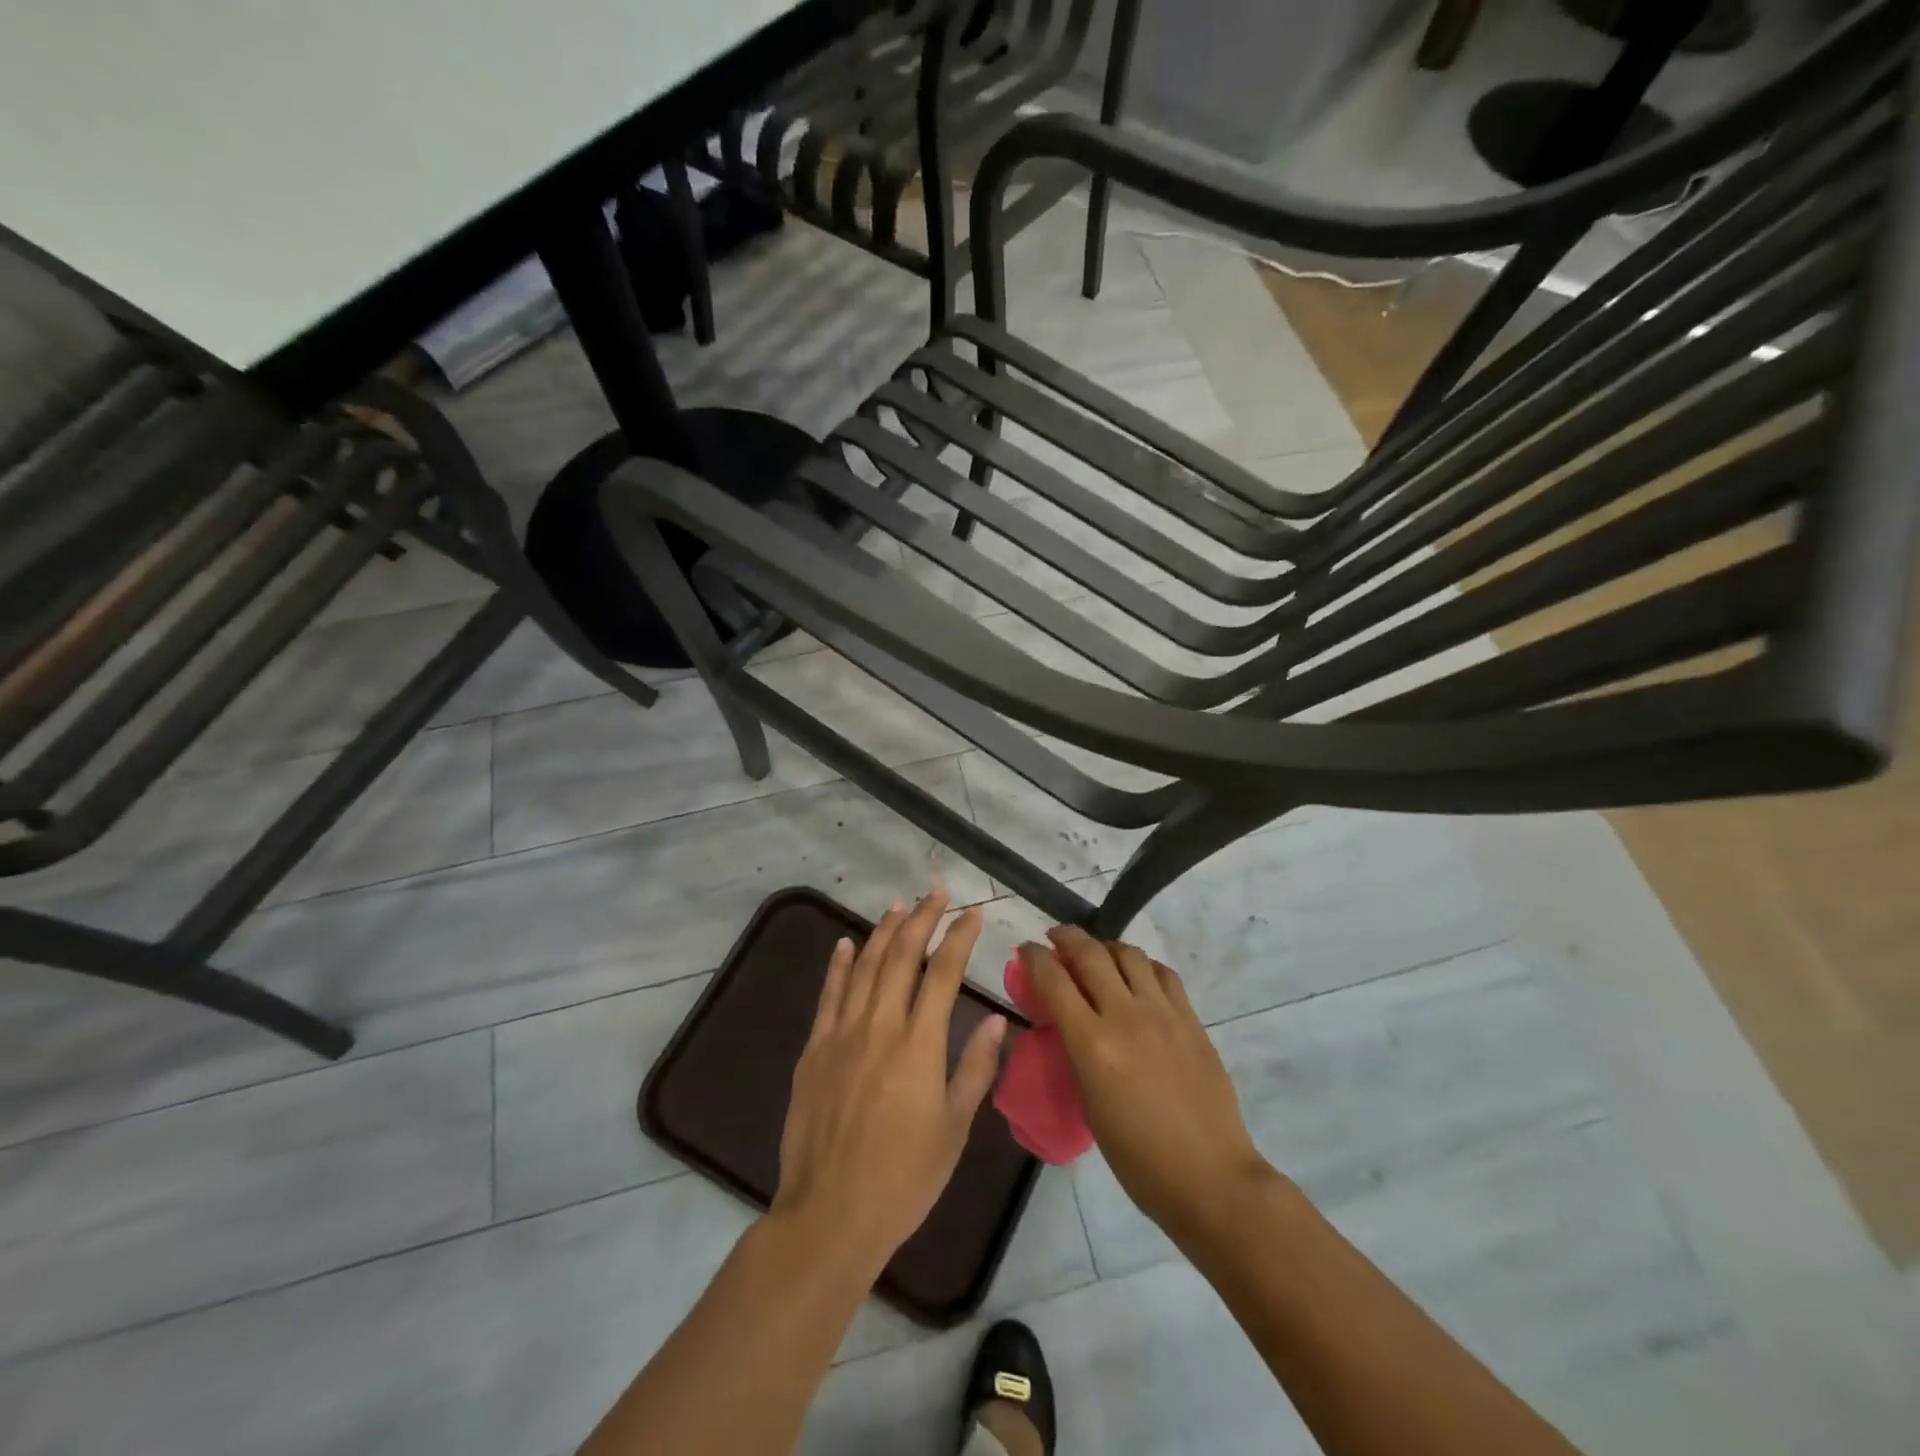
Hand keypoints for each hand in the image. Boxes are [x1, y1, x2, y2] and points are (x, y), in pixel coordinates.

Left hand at [772, 892, 1006, 1272]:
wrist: (830, 1214)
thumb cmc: (904, 1178)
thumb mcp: (954, 1128)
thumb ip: (975, 1067)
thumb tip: (996, 1017)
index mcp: (919, 1046)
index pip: (943, 974)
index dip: (959, 938)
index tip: (972, 913)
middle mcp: (879, 1026)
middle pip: (901, 957)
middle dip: (922, 919)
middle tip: (936, 892)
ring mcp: (841, 1034)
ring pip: (864, 967)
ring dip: (883, 932)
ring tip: (900, 905)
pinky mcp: (814, 1049)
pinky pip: (828, 995)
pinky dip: (838, 965)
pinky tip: (846, 943)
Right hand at [1023, 926, 1272, 1241]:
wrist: (1210, 1177)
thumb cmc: (1138, 1158)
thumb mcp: (1089, 1105)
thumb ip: (1076, 1055)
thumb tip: (1066, 1025)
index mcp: (1093, 1045)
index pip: (1053, 980)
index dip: (1033, 957)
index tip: (1025, 950)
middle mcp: (1126, 1016)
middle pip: (1090, 953)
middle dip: (1066, 937)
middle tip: (1055, 939)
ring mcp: (1163, 1013)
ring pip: (1129, 953)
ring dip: (1106, 946)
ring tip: (1098, 956)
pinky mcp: (1191, 1019)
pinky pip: (1163, 973)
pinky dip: (1142, 965)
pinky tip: (1137, 977)